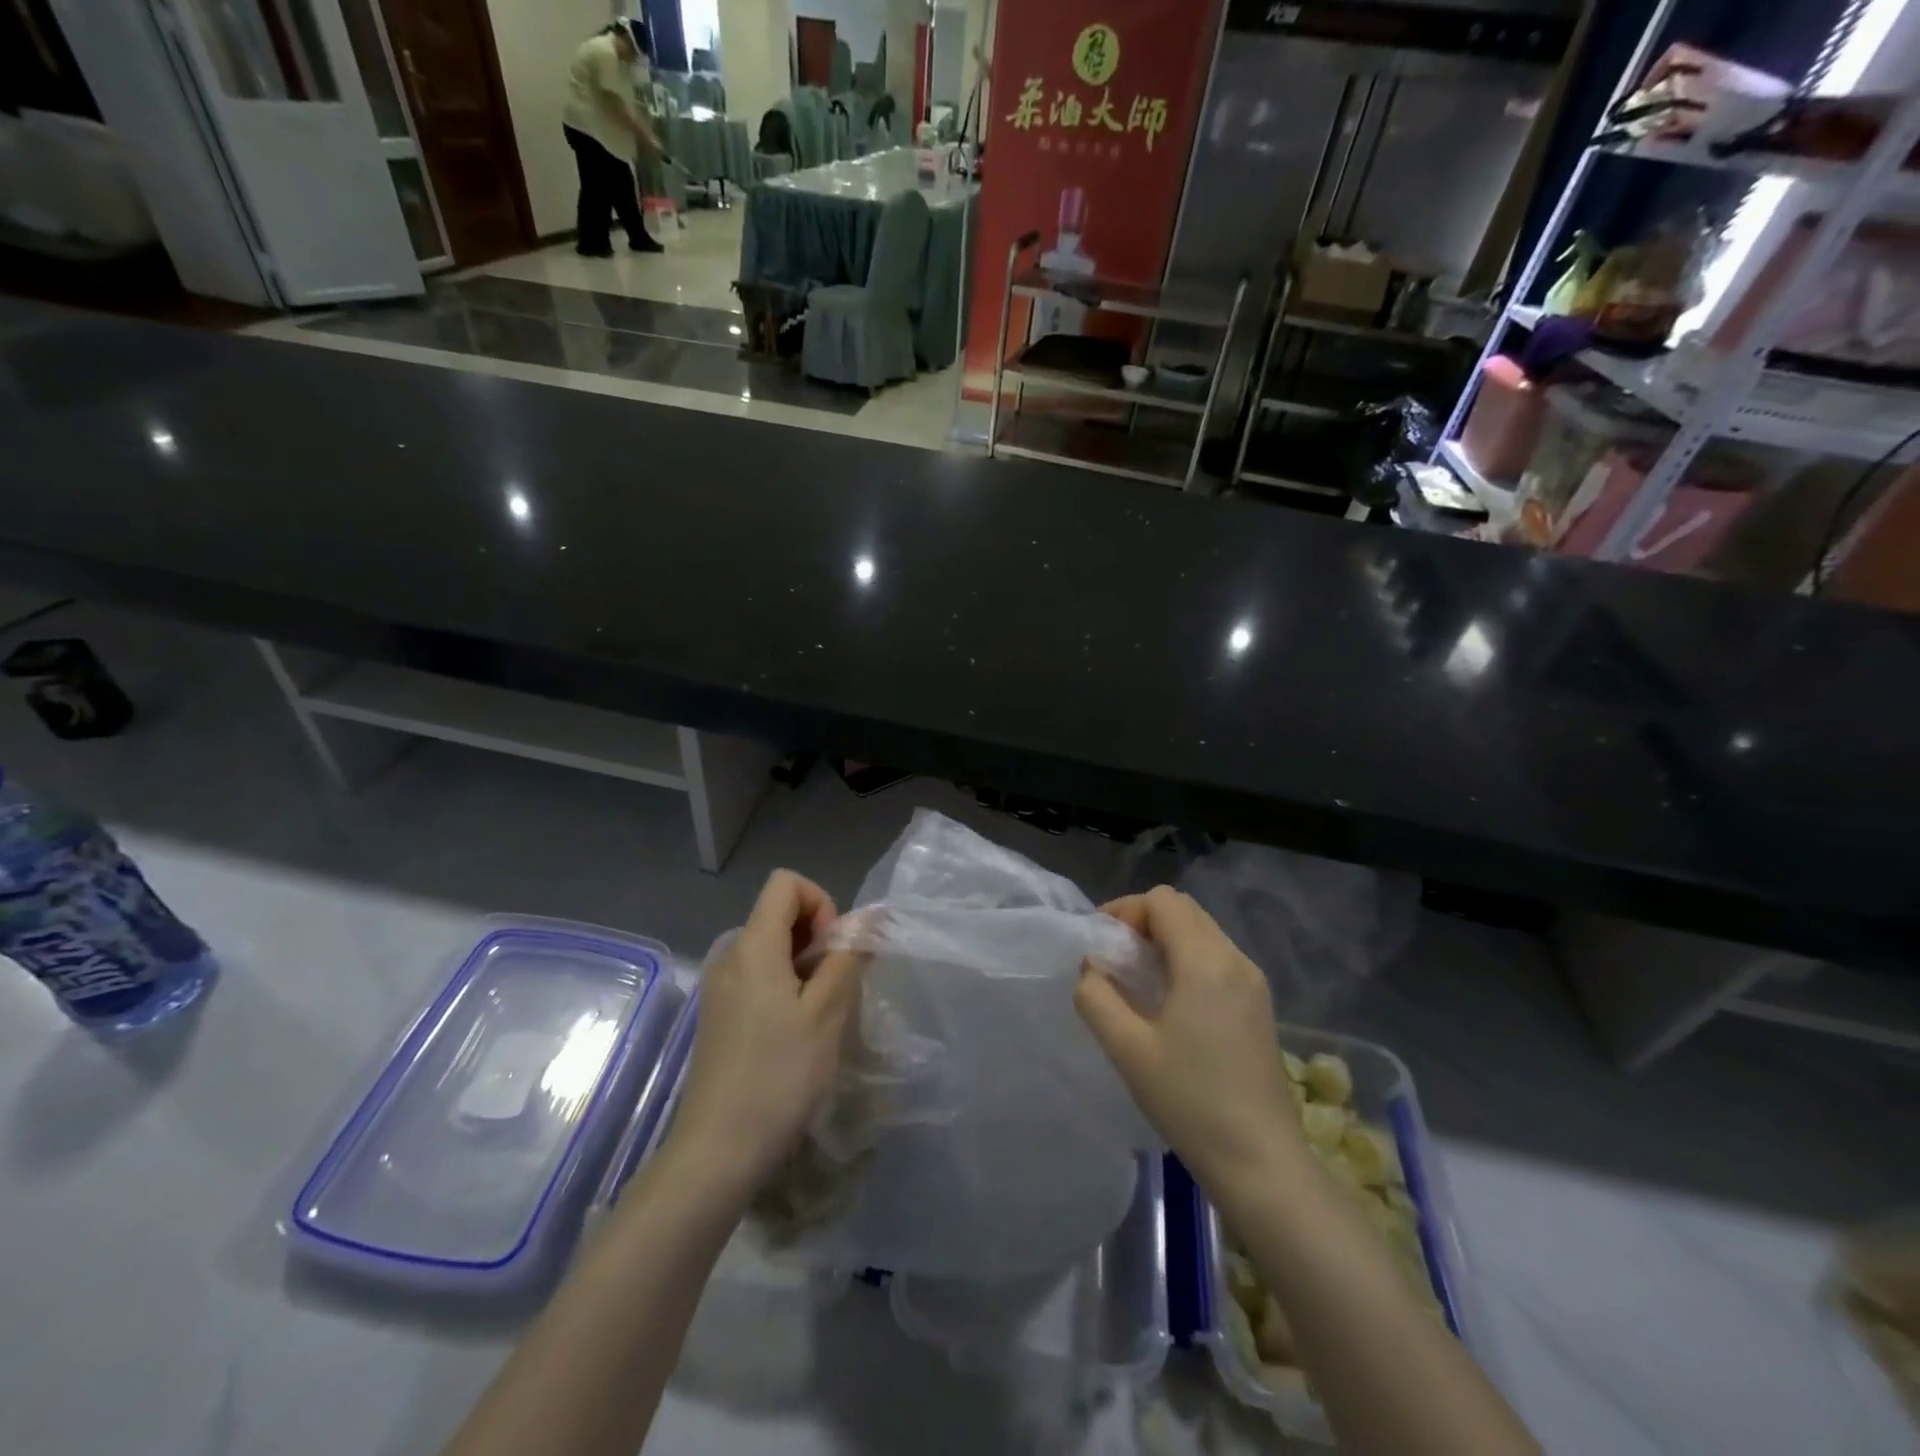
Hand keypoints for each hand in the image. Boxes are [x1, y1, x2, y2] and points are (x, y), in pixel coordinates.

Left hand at [663, 870, 866, 1197]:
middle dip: (817, 938)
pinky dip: (784, 988)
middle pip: (778, 914)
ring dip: (804, 967)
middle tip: (835, 989)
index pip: (786, 883)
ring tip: (820, 1016)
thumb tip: (871, 916)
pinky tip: (795, 1034)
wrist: (716, 1152)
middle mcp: (729, 956)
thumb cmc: (779, 1076)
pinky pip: (757, 977)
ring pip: (771, 949)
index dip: (821, 902)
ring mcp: (719, 988)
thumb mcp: (827, 1013)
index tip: (834, 950)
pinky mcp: (718, 1016)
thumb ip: (849, 956)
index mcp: (753, 946)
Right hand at [1074, 887, 1303, 1190]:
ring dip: (1166, 940)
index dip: (1125, 911)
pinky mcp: (1259, 1004)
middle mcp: (1235, 959)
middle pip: (1184, 910)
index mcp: (1206, 962)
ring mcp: (1253, 982)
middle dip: (1143, 922)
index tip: (1101, 944)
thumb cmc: (1189, 1101)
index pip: (1162, 901)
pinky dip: (1187, 959)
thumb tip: (1092, 967)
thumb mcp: (1127, 1049)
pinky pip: (1217, 957)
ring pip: (1202, 931)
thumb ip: (1096, 997)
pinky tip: (1170, 1002)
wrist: (1260, 1160)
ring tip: (1138, 981)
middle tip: (1116, 960)